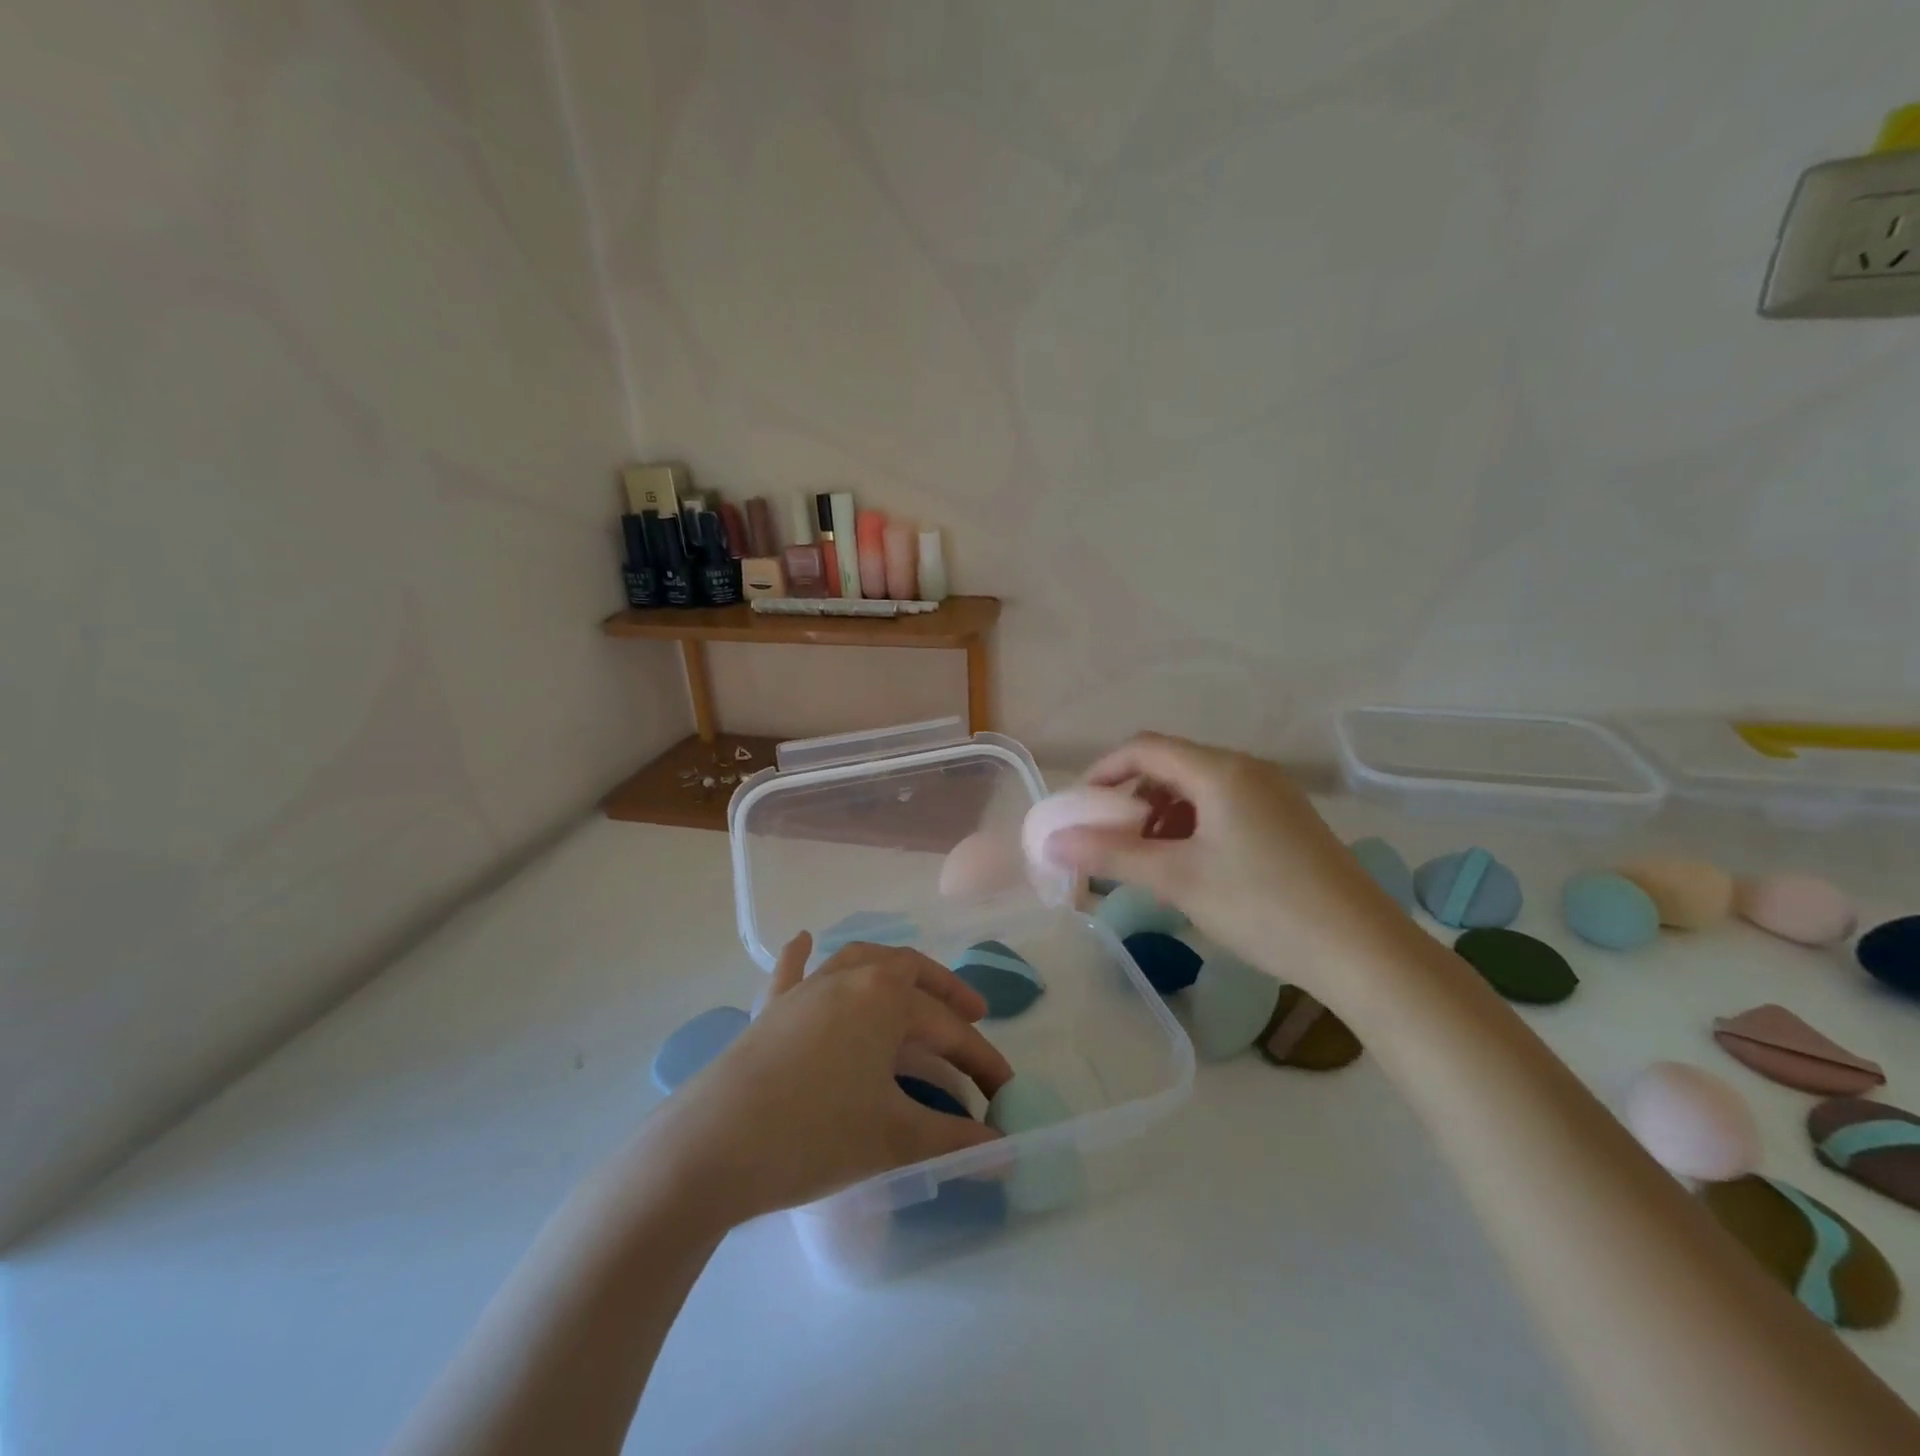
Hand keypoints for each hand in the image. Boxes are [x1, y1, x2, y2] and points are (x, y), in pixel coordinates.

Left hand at [636, 935, 1012, 1228]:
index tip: (1005, 1091)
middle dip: (945, 992)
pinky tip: (805, 940)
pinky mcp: (770, 1009)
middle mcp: (849, 977)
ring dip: (892, 970)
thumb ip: (955, 1140)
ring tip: (912, 987)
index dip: (982, 1060)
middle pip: (910, 973)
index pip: (949, 1028)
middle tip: (972, 1016)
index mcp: (885, 998)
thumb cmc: (814, 1136)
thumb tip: (1007, 1155)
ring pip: (858, 959)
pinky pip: (791, 971)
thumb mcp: (894, 1138)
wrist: (713, 1146)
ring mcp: (805, 989)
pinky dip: (802, 956)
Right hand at [1043, 733, 1407, 992]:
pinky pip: (1224, 806)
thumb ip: (1111, 854)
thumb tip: (1052, 841)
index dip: (1103, 771)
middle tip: (1106, 836)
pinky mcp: (1287, 820)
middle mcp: (1247, 769)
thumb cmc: (1263, 906)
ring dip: (1160, 813)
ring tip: (1144, 856)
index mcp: (1220, 771)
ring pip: (1197, 787)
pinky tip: (1188, 864)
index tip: (1077, 808)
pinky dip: (1192, 825)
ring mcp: (1273, 794)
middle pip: (1171, 764)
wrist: (1363, 951)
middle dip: (1130, 796)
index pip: (1144, 748)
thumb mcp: (1178, 880)